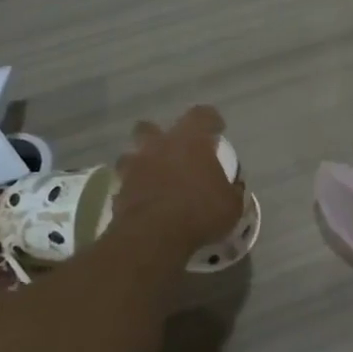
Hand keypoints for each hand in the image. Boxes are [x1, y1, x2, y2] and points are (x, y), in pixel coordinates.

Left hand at [110, 106, 244, 255]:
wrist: (153, 237)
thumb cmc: (200, 212)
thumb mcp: (231, 205)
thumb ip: (232, 190)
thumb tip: (233, 186)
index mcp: (190, 140)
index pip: (202, 115)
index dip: (210, 120)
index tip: (217, 130)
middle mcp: (159, 145)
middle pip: (152, 127)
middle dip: (160, 136)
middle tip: (174, 152)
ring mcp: (135, 166)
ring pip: (132, 153)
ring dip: (141, 161)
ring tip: (153, 176)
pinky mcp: (119, 189)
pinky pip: (125, 182)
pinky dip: (134, 188)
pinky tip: (144, 201)